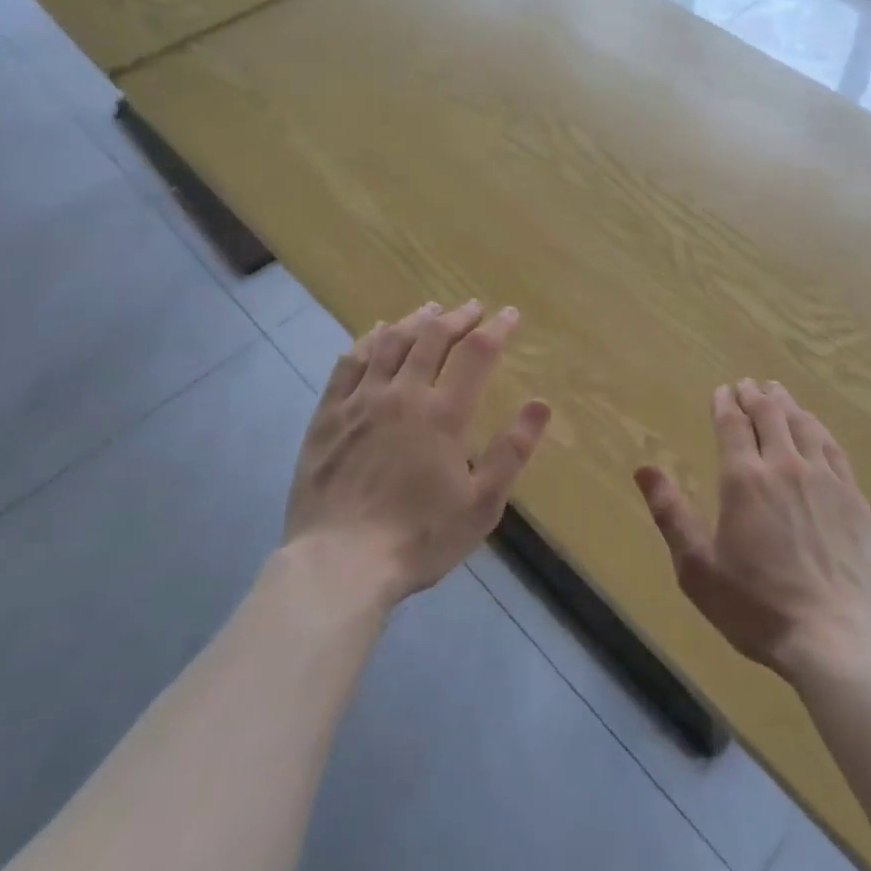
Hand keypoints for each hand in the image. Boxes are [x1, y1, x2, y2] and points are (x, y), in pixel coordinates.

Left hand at [283, 300, 550, 606]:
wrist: (340, 564)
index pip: (477, 353)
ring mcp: (361, 402)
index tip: (510, 314)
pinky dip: (365, 342)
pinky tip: (374, 333)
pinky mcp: (328, 416)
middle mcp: (403, 394)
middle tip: (473, 307)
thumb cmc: (419, 538)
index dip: (497, 328)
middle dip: (458, 317)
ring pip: (390, 343)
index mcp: (444, 414)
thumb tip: (542, 403)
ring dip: (415, 321)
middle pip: (433, 338)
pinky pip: (348, 365)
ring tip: (430, 309)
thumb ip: (512, 452)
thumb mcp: (481, 504)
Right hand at [635, 380, 870, 684]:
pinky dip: (818, 428)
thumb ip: (671, 513)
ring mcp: (825, 479)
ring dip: (787, 404)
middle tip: (748, 384)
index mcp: (744, 479)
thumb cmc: (757, 606)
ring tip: (778, 391)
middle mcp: (785, 466)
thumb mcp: (697, 567)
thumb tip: (644, 469)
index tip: (722, 390)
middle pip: (770, 415)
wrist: (837, 638)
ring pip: (803, 424)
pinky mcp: (854, 498)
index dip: (725, 403)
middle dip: (755, 395)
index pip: (733, 424)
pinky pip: (833, 448)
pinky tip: (816, 428)